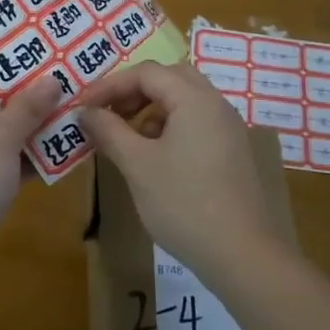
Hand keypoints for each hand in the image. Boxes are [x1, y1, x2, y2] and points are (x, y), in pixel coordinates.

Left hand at [0, 79, 62, 267]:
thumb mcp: (2, 138)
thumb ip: (28, 108)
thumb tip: (51, 79)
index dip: (18, 79)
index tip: (55, 77)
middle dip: (32, 109)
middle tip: (71, 101)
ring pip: (1, 142)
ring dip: (33, 138)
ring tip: (73, 128)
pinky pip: (1, 168)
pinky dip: (25, 165)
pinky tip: (58, 162)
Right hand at [78, 61, 289, 279]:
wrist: (244, 257)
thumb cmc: (185, 204)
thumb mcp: (138, 165)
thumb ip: (109, 131)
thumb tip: (86, 112)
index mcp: (195, 99)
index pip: (146, 72)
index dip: (110, 85)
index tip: (84, 107)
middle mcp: (216, 105)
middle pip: (170, 78)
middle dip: (134, 91)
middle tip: (109, 114)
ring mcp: (229, 129)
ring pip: (185, 101)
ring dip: (152, 110)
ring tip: (128, 139)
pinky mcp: (234, 153)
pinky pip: (197, 123)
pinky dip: (171, 127)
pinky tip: (156, 159)